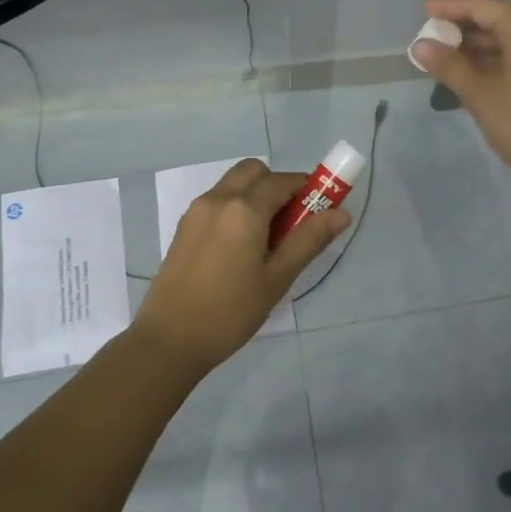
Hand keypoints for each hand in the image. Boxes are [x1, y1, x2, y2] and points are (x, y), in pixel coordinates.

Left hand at [129, 159, 348, 375]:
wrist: (169, 339)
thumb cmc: (230, 311)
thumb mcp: (277, 278)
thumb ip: (309, 240)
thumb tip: (340, 213)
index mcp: (244, 209)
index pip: (283, 181)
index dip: (307, 189)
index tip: (320, 211)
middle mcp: (218, 199)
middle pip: (254, 171)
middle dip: (277, 186)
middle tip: (290, 223)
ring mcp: (196, 211)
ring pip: (233, 183)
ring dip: (255, 195)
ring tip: (266, 239)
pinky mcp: (184, 227)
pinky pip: (217, 201)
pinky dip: (235, 208)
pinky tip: (240, 248)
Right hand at [411, 0, 510, 196]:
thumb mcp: (480, 95)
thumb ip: (449, 65)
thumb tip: (418, 46)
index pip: (484, 6)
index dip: (451, 7)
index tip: (424, 10)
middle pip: (503, 12)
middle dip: (469, 20)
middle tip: (439, 31)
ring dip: (484, 38)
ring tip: (449, 51)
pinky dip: (501, 51)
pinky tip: (475, 67)